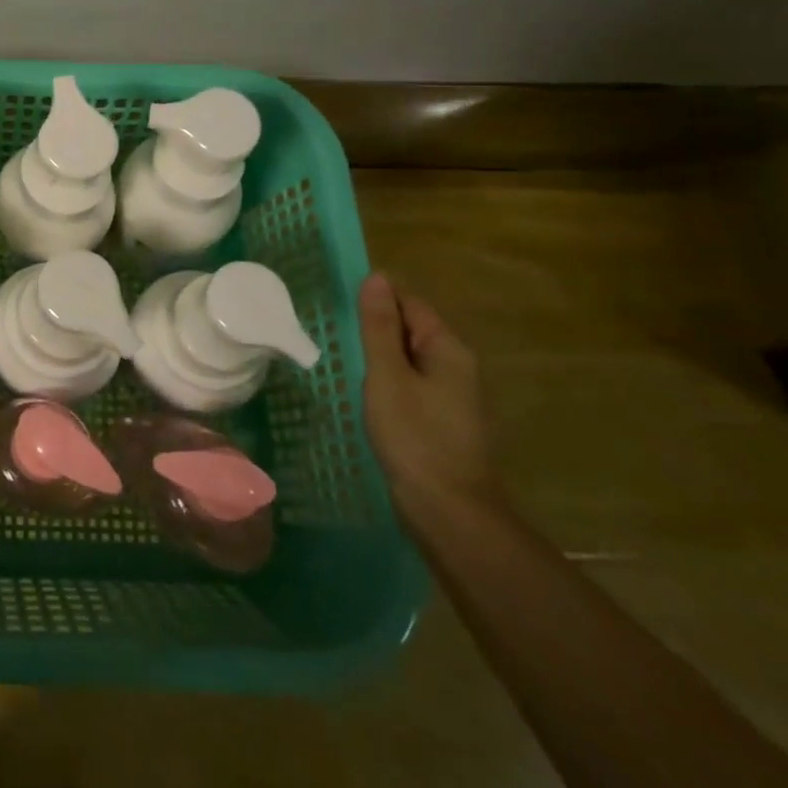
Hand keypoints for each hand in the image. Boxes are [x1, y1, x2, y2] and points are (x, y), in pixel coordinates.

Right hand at [359, 271, 502, 526]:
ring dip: (377, 355)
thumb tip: (376, 277)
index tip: (337, 303)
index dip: (375, 298)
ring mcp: (451, 395)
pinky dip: (385, 380)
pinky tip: (362, 392)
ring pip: (407, 358)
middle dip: (374, 326)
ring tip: (341, 358)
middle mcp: (456, 366)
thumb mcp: (387, 375)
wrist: (448, 510)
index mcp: (448, 349)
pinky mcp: (439, 420)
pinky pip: (409, 383)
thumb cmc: (415, 436)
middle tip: (331, 330)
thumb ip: (380, 326)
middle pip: (410, 328)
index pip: (410, 303)